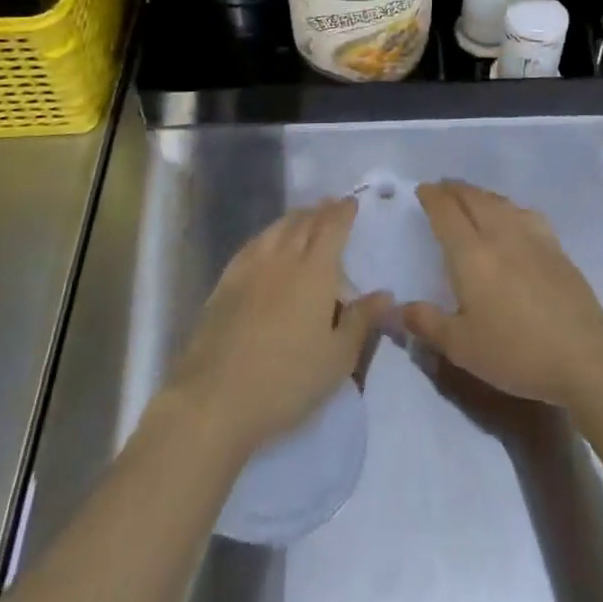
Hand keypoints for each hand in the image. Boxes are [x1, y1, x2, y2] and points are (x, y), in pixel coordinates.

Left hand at [167, 199, 390, 462]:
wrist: (216, 398)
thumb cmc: (288, 380)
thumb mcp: (338, 357)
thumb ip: (362, 320)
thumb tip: (385, 294)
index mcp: (315, 271)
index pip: (332, 227)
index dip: (343, 212)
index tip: (351, 202)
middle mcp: (283, 258)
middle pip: (303, 222)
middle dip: (320, 210)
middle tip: (331, 205)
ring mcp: (250, 268)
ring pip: (276, 229)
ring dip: (294, 218)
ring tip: (303, 218)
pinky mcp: (225, 284)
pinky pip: (252, 245)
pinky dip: (267, 235)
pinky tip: (266, 243)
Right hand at [401, 181, 602, 409]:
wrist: (584, 356)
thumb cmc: (516, 352)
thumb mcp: (462, 347)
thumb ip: (427, 323)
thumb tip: (397, 307)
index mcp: (471, 254)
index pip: (446, 213)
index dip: (432, 198)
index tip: (422, 190)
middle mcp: (500, 234)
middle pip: (474, 199)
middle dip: (455, 189)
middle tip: (442, 188)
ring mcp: (532, 237)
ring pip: (500, 202)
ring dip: (480, 194)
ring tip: (471, 198)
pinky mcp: (556, 247)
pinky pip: (525, 213)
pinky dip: (508, 206)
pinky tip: (512, 217)